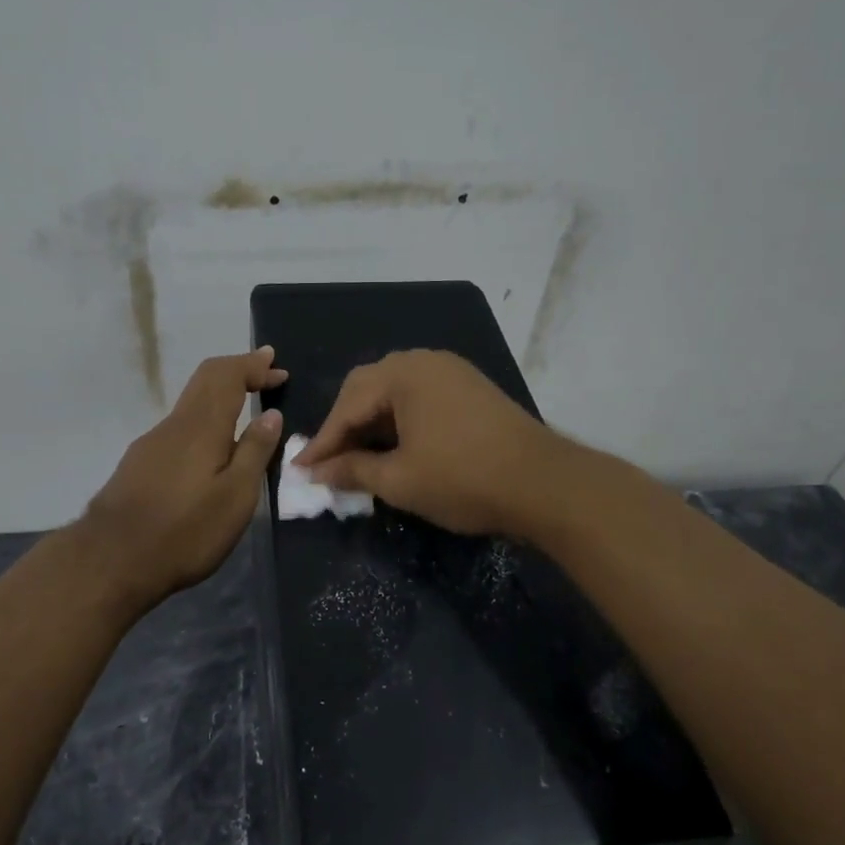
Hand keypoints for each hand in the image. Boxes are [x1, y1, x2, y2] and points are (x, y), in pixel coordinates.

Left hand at [79, 347, 286, 608]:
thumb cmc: (185, 531)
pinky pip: (180, 426)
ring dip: (221, 395)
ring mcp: (152, 443)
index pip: (228, 376)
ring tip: (246, 408)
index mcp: (202, 426)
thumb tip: (270, 414)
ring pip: (191, 403)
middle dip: (238, 370)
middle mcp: (175, 424)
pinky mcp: (140, 463)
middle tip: (265, 371)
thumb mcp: (235, 497)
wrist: (111, 560)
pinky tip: (213, 445)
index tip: (277, 366)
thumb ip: (255, 452)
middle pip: (205, 380)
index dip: (253, 366)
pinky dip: (205, 419)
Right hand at [293, 349, 569, 537]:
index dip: (322, 442)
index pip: (347, 406)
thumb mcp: (400, 480)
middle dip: (344, 426)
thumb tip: (318, 473)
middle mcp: (425, 361)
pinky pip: (420, 396)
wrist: (545, 484)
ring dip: (371, 422)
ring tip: (357, 456)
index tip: (300, 470)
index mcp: (403, 374)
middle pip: (368, 388)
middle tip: (327, 461)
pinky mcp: (471, 388)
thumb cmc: (464, 479)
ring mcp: (452, 371)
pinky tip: (395, 445)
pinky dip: (399, 420)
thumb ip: (352, 471)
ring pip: (395, 391)